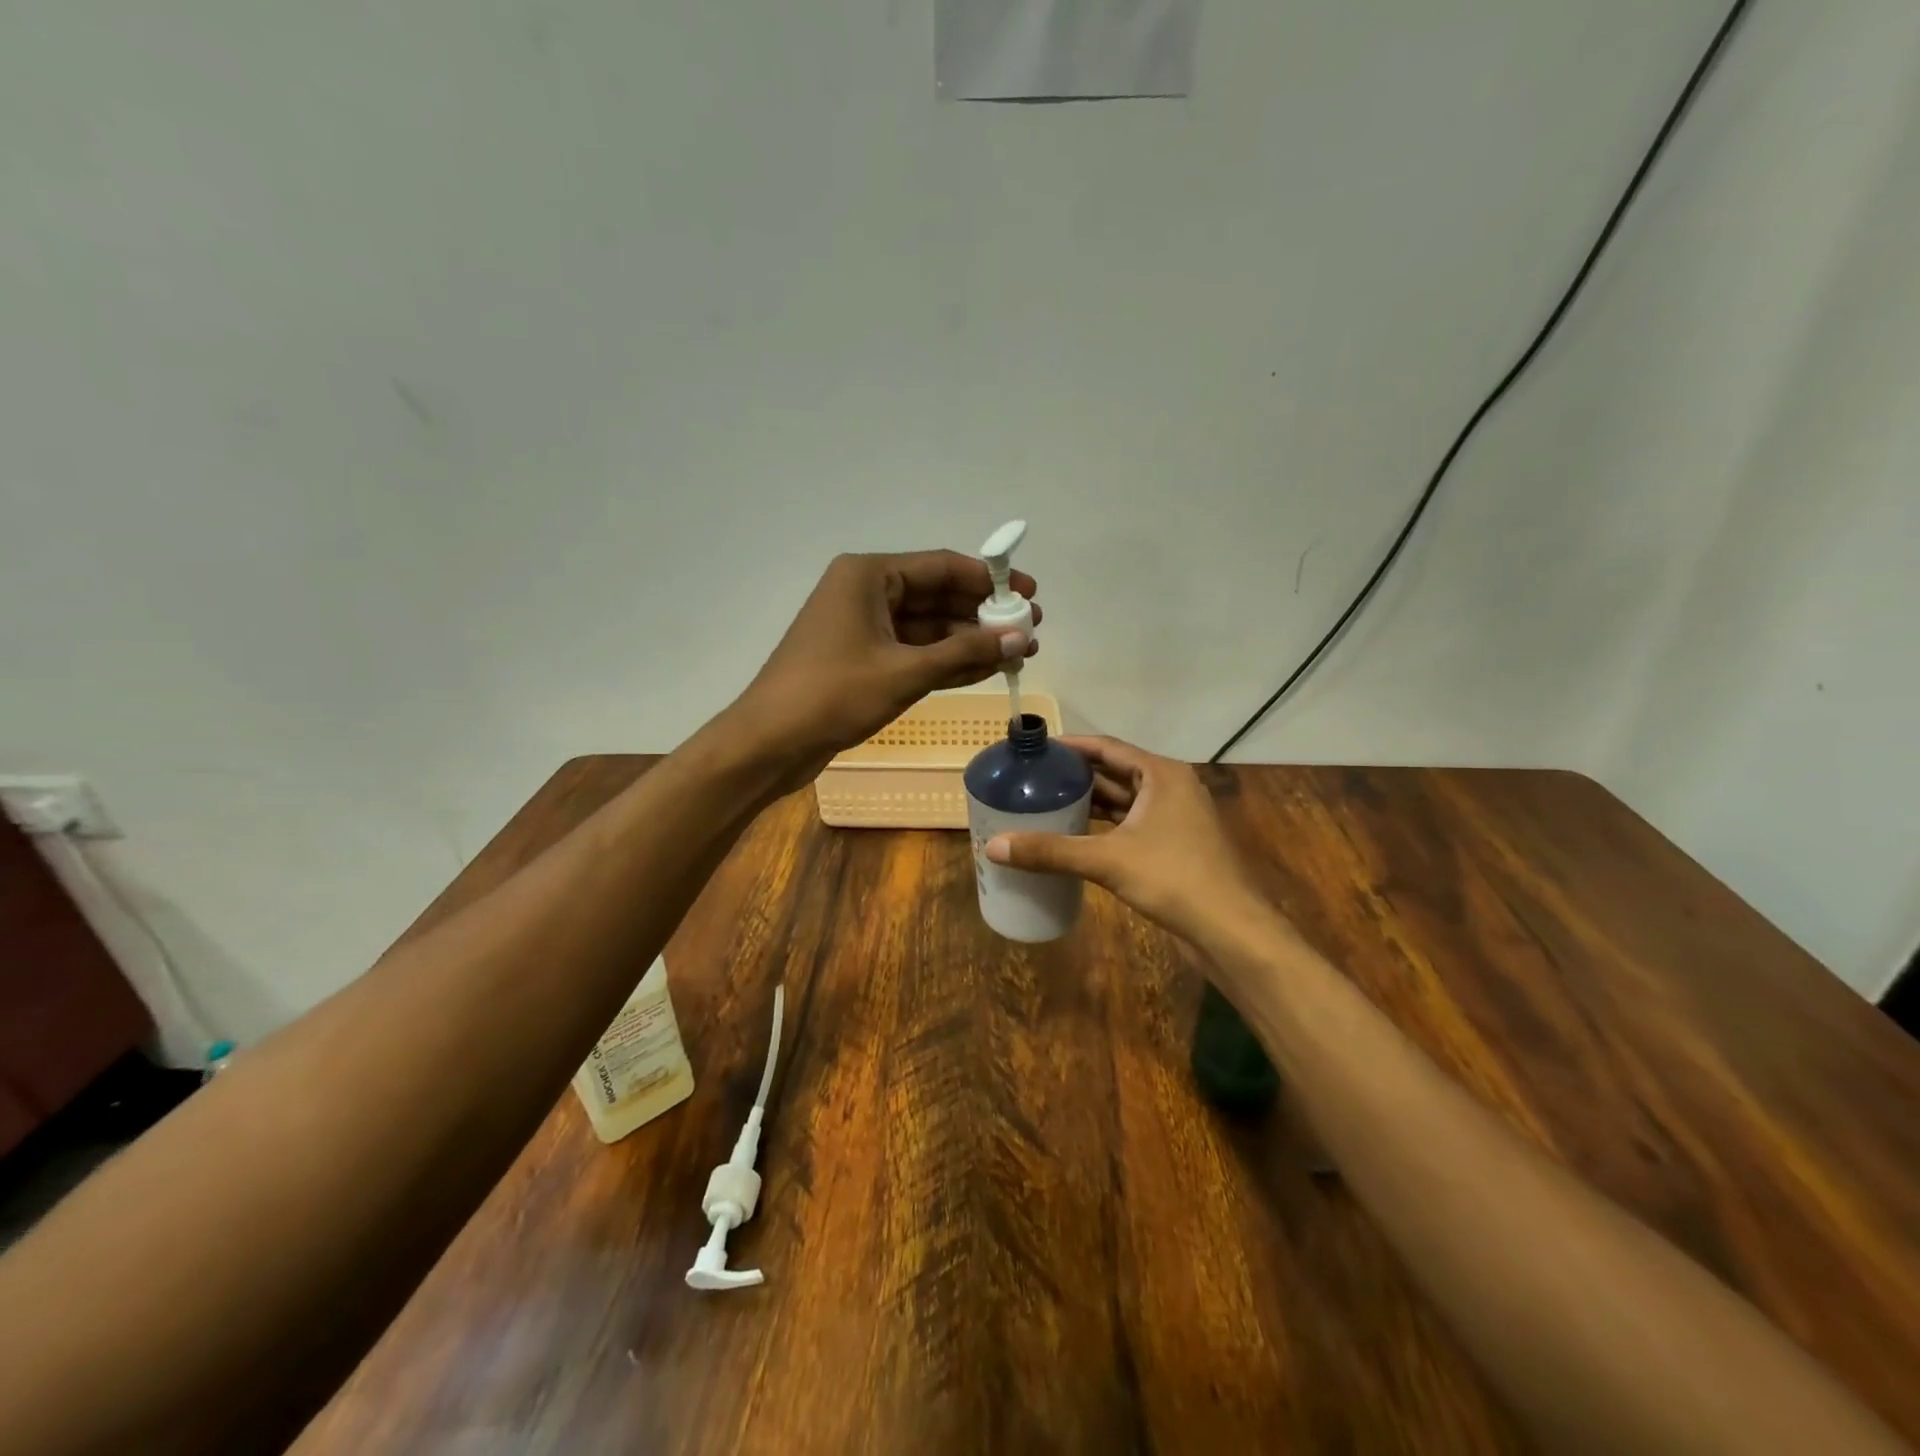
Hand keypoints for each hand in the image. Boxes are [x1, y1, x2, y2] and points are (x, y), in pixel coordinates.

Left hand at [725, 551, 1039, 791]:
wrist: (770, 742)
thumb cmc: (833, 694)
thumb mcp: (905, 672)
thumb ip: (965, 652)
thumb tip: (1021, 638)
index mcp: (868, 576)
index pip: (941, 566)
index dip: (990, 580)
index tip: (1030, 594)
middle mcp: (866, 593)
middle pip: (937, 595)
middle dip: (983, 614)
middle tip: (1030, 630)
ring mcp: (863, 628)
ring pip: (928, 627)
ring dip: (969, 640)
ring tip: (1018, 653)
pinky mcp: (863, 660)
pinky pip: (913, 652)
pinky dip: (946, 661)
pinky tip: (985, 668)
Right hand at [984, 736, 1266, 943]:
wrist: (1230, 929)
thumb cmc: (1174, 878)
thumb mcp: (1108, 861)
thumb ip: (1051, 851)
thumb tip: (993, 847)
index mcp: (1161, 774)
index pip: (1107, 747)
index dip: (1070, 746)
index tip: (1036, 749)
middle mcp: (1170, 787)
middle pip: (1114, 772)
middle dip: (1075, 775)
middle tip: (1033, 778)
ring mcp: (1174, 818)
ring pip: (1123, 801)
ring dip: (1089, 802)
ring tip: (1045, 803)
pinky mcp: (1173, 845)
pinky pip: (1130, 825)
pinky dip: (1103, 827)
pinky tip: (1074, 836)